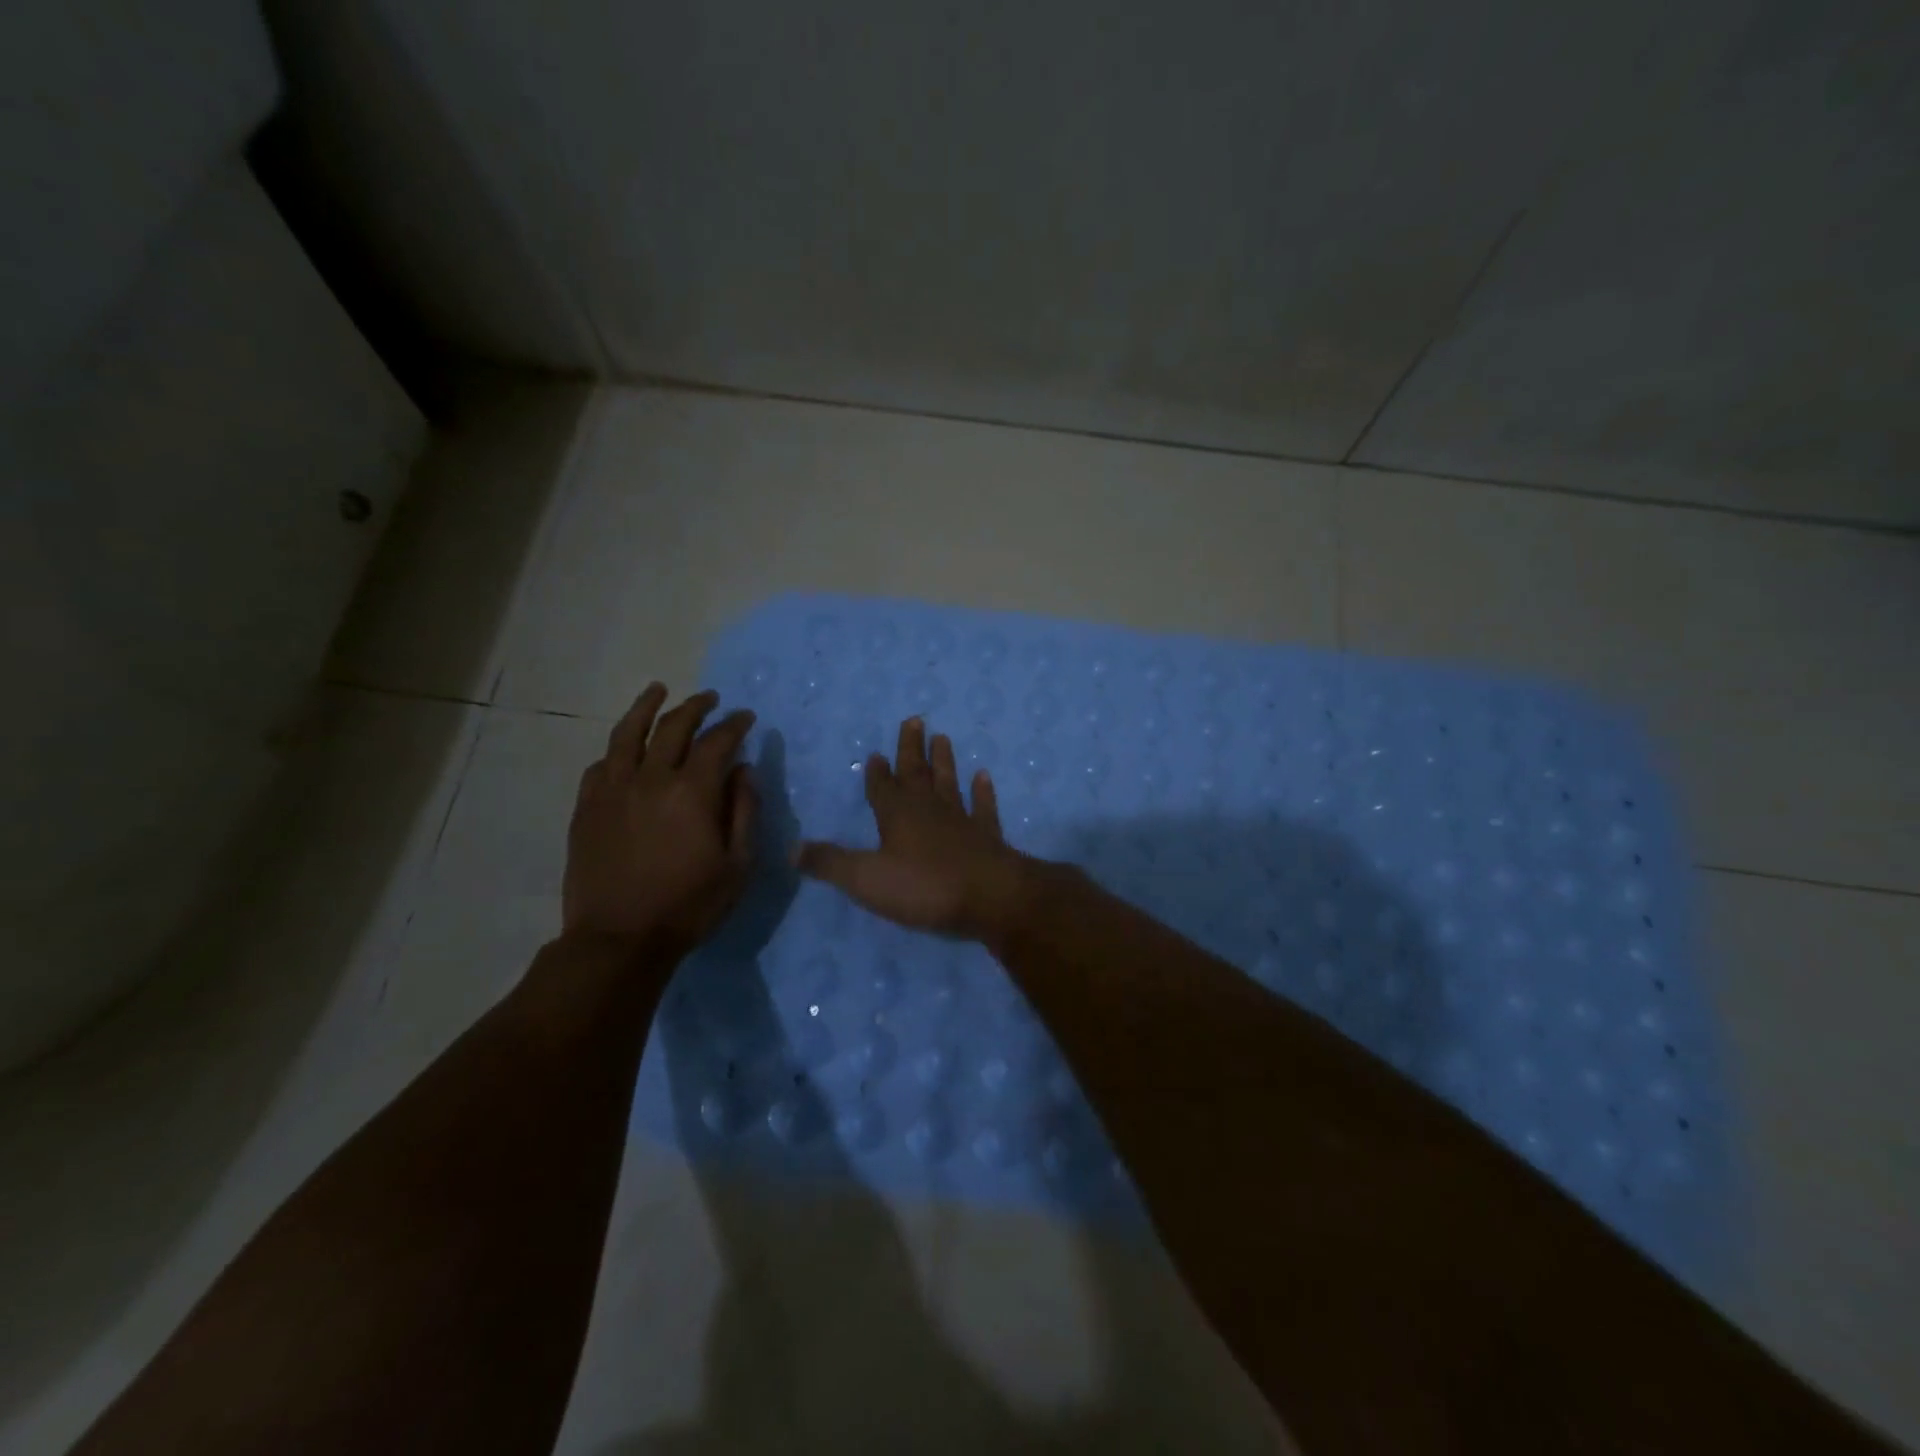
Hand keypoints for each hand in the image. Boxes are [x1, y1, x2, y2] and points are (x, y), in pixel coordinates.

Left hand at [563, 685, 757, 954]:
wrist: (619, 940)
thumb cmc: (689, 905)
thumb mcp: (737, 865)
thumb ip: (744, 811)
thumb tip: (743, 771)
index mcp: (693, 791)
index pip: (717, 741)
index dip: (734, 725)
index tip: (746, 717)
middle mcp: (651, 778)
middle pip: (673, 726)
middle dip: (696, 707)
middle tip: (710, 699)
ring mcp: (613, 790)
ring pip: (627, 733)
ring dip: (646, 707)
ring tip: (658, 691)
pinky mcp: (587, 808)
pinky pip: (601, 765)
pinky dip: (617, 749)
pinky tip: (624, 748)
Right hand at [795, 717, 1033, 941]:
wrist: (989, 896)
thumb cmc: (923, 887)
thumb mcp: (866, 879)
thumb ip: (830, 863)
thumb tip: (792, 848)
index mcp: (897, 815)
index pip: (882, 787)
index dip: (877, 772)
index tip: (876, 753)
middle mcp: (928, 809)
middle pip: (917, 773)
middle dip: (912, 748)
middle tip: (915, 719)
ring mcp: (961, 820)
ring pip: (949, 782)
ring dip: (944, 761)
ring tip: (942, 737)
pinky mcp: (987, 836)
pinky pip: (984, 807)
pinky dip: (983, 792)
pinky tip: (983, 776)